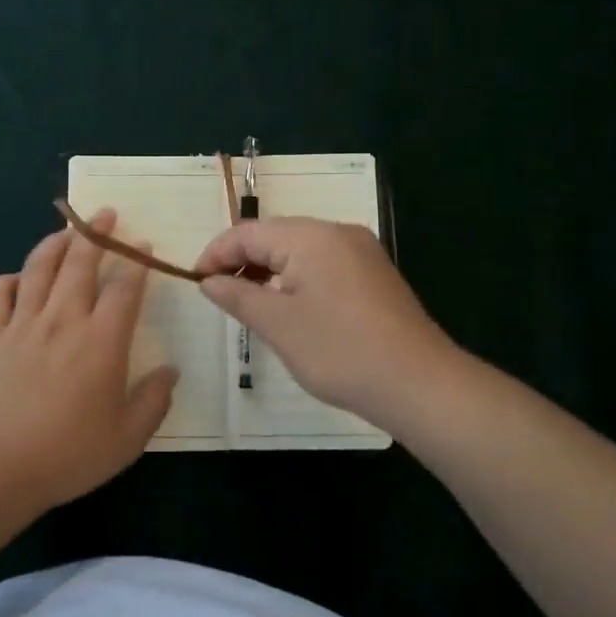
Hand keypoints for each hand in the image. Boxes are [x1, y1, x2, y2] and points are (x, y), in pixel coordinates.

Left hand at [0, 208, 178, 508]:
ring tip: (67, 230)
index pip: (124, 288)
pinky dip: (8, 280)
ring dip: (55, 243)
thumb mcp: (128, 438)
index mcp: (101, 341)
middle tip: (106, 213)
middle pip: (80, 262)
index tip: (144, 246)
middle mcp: (63, 320)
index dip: (137, 263)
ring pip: (38, 267)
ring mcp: (22, 324)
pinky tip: (18, 279)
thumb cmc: (69, 454)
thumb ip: (154, 400)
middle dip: (96, 233)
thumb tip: (170, 371)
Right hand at [195, 217, 457, 419]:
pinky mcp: (373, 275)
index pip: (248, 232)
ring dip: (268, 272)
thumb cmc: (339, 351)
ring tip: (249, 305)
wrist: (419, 384)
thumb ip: (237, 295)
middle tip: (219, 296)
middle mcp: (337, 233)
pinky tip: (289, 309)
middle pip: (275, 236)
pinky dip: (296, 280)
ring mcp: (360, 252)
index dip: (216, 254)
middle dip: (242, 261)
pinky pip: (322, 265)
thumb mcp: (278, 325)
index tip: (196, 283)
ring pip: (299, 251)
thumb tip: (208, 280)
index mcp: (311, 236)